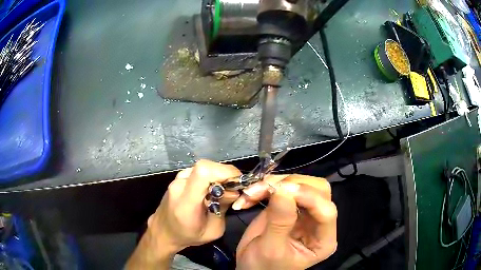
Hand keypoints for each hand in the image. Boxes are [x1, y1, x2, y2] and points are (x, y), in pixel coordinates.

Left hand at [126, 160, 240, 269]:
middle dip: (225, 174)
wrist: (163, 231)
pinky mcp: (179, 177)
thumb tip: (234, 190)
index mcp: (186, 202)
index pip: (203, 172)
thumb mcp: (213, 231)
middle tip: (233, 189)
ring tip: (223, 190)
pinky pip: (199, 170)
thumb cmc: (188, 235)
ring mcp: (177, 179)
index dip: (224, 172)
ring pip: (204, 166)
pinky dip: (211, 176)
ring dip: (219, 175)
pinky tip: (212, 189)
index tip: (238, 183)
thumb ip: (223, 209)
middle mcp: (179, 185)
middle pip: (206, 166)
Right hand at [235, 175, 336, 269]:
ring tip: (251, 193)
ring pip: (301, 184)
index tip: (282, 190)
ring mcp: (304, 212)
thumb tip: (283, 190)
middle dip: (291, 185)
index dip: (309, 197)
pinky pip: (283, 188)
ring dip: (275, 183)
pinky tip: (249, 196)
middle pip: (318, 191)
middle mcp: (318, 223)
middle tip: (265, 188)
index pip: (327, 212)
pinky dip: (265, 187)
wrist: (250, 269)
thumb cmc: (263, 267)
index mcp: (323, 240)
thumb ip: (279, 222)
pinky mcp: (289, 206)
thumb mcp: (270, 250)